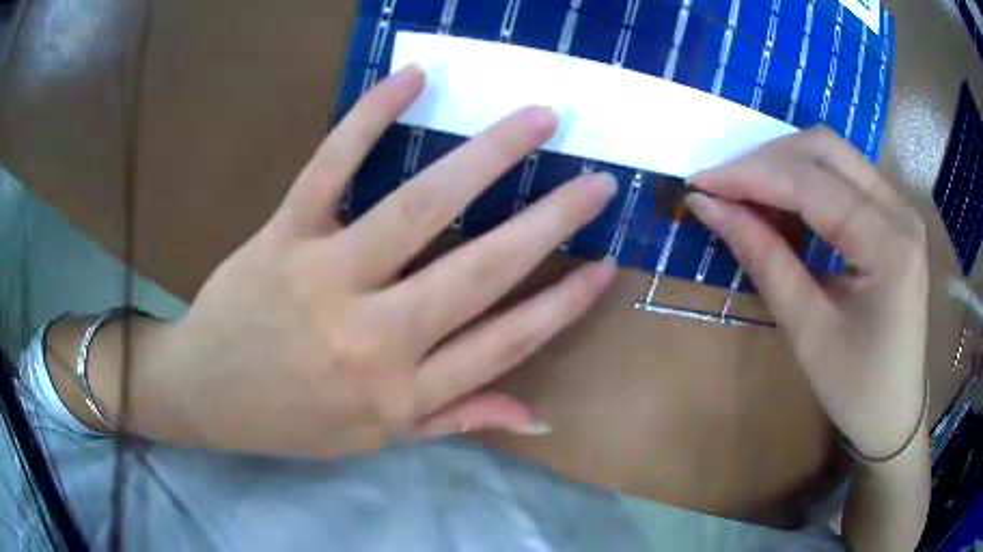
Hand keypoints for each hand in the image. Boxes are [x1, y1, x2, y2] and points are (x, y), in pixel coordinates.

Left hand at [142, 65, 616, 456]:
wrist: (205, 395)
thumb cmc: (291, 422)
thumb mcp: (377, 440)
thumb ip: (458, 419)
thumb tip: (539, 417)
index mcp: (400, 392)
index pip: (506, 342)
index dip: (563, 304)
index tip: (607, 266)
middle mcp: (372, 337)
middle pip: (479, 270)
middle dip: (551, 222)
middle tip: (598, 182)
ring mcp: (323, 278)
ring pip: (417, 208)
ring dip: (486, 157)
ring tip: (537, 119)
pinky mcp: (281, 236)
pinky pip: (329, 168)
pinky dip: (369, 118)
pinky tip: (413, 79)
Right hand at [685, 129, 927, 460]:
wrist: (894, 412)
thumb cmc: (855, 388)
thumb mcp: (807, 331)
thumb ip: (764, 258)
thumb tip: (710, 207)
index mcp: (888, 246)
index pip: (811, 184)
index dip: (750, 176)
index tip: (699, 181)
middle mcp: (899, 211)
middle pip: (826, 149)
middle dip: (767, 159)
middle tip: (724, 186)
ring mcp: (900, 210)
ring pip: (835, 156)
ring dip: (785, 165)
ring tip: (747, 196)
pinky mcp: (894, 217)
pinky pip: (845, 177)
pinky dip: (807, 181)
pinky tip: (784, 206)